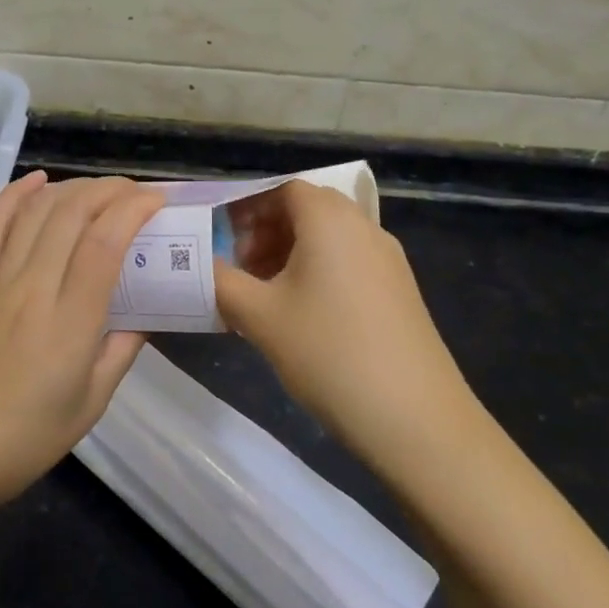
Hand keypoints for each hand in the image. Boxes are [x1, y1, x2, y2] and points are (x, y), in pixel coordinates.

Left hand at [0, 172, 165, 509]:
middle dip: (108, 190)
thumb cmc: (28, 438)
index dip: (132, 210)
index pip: (104, 244)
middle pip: (71, 215)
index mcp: (70, 324)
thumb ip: (122, 350)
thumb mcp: (92, 402)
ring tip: (98, 189)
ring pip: (34, 213)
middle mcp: (32, 291)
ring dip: (70, 188)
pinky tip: (35, 180)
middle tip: (134, 191)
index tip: (156, 201)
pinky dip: (13, 196)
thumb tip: (144, 315)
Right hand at [215, 180, 476, 477]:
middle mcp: (363, 227)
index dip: (246, 206)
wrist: (415, 418)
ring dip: (289, 254)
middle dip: (264, 231)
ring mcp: (387, 259)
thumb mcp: (258, 316)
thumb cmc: (328, 352)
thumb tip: (193, 263)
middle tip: (236, 267)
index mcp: (329, 219)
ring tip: (261, 295)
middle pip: (306, 210)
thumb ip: (218, 280)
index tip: (219, 236)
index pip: (282, 188)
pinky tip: (298, 315)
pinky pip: (348, 262)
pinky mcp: (399, 291)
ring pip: (327, 238)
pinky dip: (316, 272)